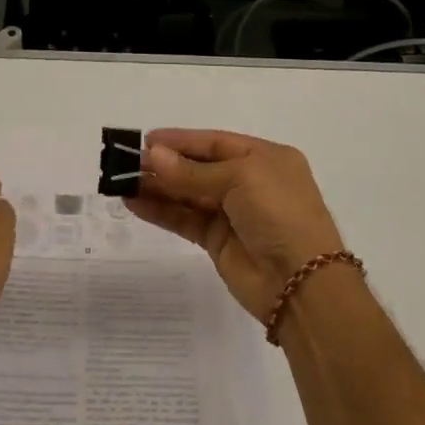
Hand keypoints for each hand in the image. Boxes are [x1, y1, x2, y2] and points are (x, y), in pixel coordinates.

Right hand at [127, 129, 344, 320]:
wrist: (302, 284)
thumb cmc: (279, 214)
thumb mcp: (239, 179)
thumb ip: (192, 172)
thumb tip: (152, 156)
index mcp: (264, 158)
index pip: (214, 142)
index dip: (181, 141)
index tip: (146, 140)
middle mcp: (249, 182)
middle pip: (198, 168)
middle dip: (164, 164)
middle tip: (126, 161)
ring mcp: (233, 213)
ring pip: (188, 194)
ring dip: (157, 187)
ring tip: (122, 181)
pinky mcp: (218, 242)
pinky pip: (185, 219)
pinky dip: (161, 211)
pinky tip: (134, 203)